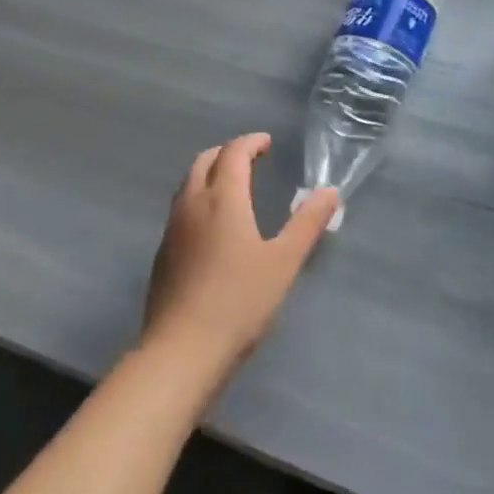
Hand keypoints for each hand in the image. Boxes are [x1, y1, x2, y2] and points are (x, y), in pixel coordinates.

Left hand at [142, 134, 339, 392]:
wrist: (181, 351)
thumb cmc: (239, 302)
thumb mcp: (283, 262)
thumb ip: (306, 224)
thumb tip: (330, 191)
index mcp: (223, 198)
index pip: (233, 153)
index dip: (251, 142)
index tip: (267, 143)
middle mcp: (192, 203)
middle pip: (204, 160)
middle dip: (227, 152)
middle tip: (251, 159)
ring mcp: (172, 228)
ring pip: (188, 183)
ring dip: (210, 173)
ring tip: (232, 186)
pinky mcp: (163, 253)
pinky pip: (181, 208)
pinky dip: (198, 198)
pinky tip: (212, 225)